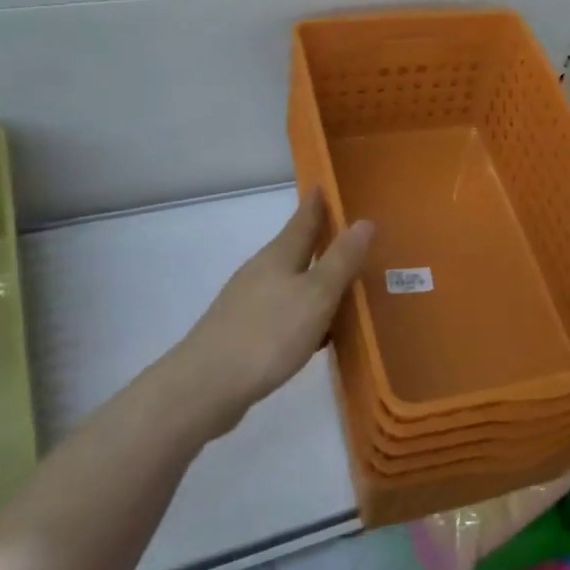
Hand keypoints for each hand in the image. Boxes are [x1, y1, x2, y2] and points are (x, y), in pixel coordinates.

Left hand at [170, 193, 373, 436]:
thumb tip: (364, 220)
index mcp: (279, 255)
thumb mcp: (316, 295)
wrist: (205, 388)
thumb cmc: (267, 334)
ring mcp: (248, 302)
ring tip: (345, 284)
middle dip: (322, 240)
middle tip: (354, 235)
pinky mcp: (244, 332)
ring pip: (290, 281)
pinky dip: (304, 312)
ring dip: (315, 279)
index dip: (319, 201)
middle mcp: (261, 271)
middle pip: (296, 248)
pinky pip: (284, 311)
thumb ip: (341, 260)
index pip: (304, 218)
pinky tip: (317, 332)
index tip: (331, 181)